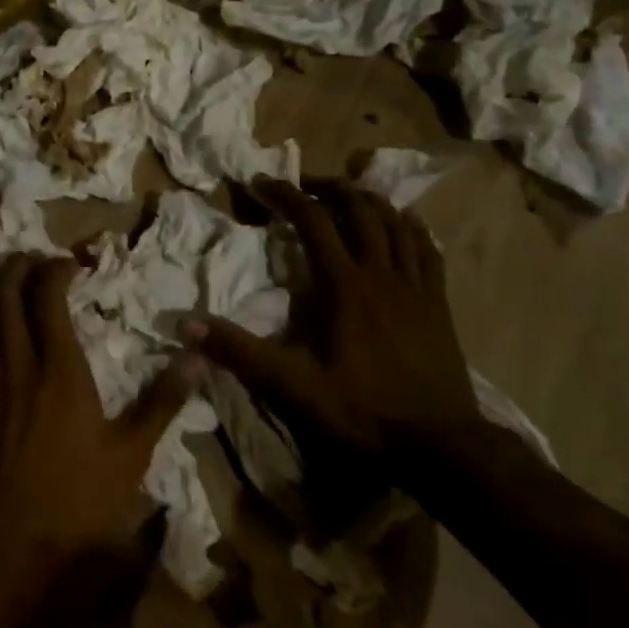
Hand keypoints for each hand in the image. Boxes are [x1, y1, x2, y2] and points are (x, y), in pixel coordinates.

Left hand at [0, 255, 198, 585]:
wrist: (12, 554)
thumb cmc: (80, 504)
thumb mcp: (132, 454)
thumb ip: (163, 400)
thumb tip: (197, 357)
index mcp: (60, 372)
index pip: (47, 298)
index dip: (55, 270)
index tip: (70, 265)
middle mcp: (16, 367)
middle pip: (4, 295)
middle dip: (16, 267)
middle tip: (33, 263)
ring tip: (0, 288)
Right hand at [182, 177, 483, 491]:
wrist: (441, 445)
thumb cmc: (364, 412)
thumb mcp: (293, 386)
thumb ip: (240, 352)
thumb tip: (186, 323)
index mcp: (345, 286)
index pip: (313, 220)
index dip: (285, 194)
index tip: (261, 183)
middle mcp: (381, 273)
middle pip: (359, 209)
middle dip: (329, 188)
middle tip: (305, 185)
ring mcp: (416, 286)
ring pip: (396, 222)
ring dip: (369, 201)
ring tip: (349, 195)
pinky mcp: (439, 303)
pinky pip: (428, 250)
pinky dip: (412, 227)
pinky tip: (405, 222)